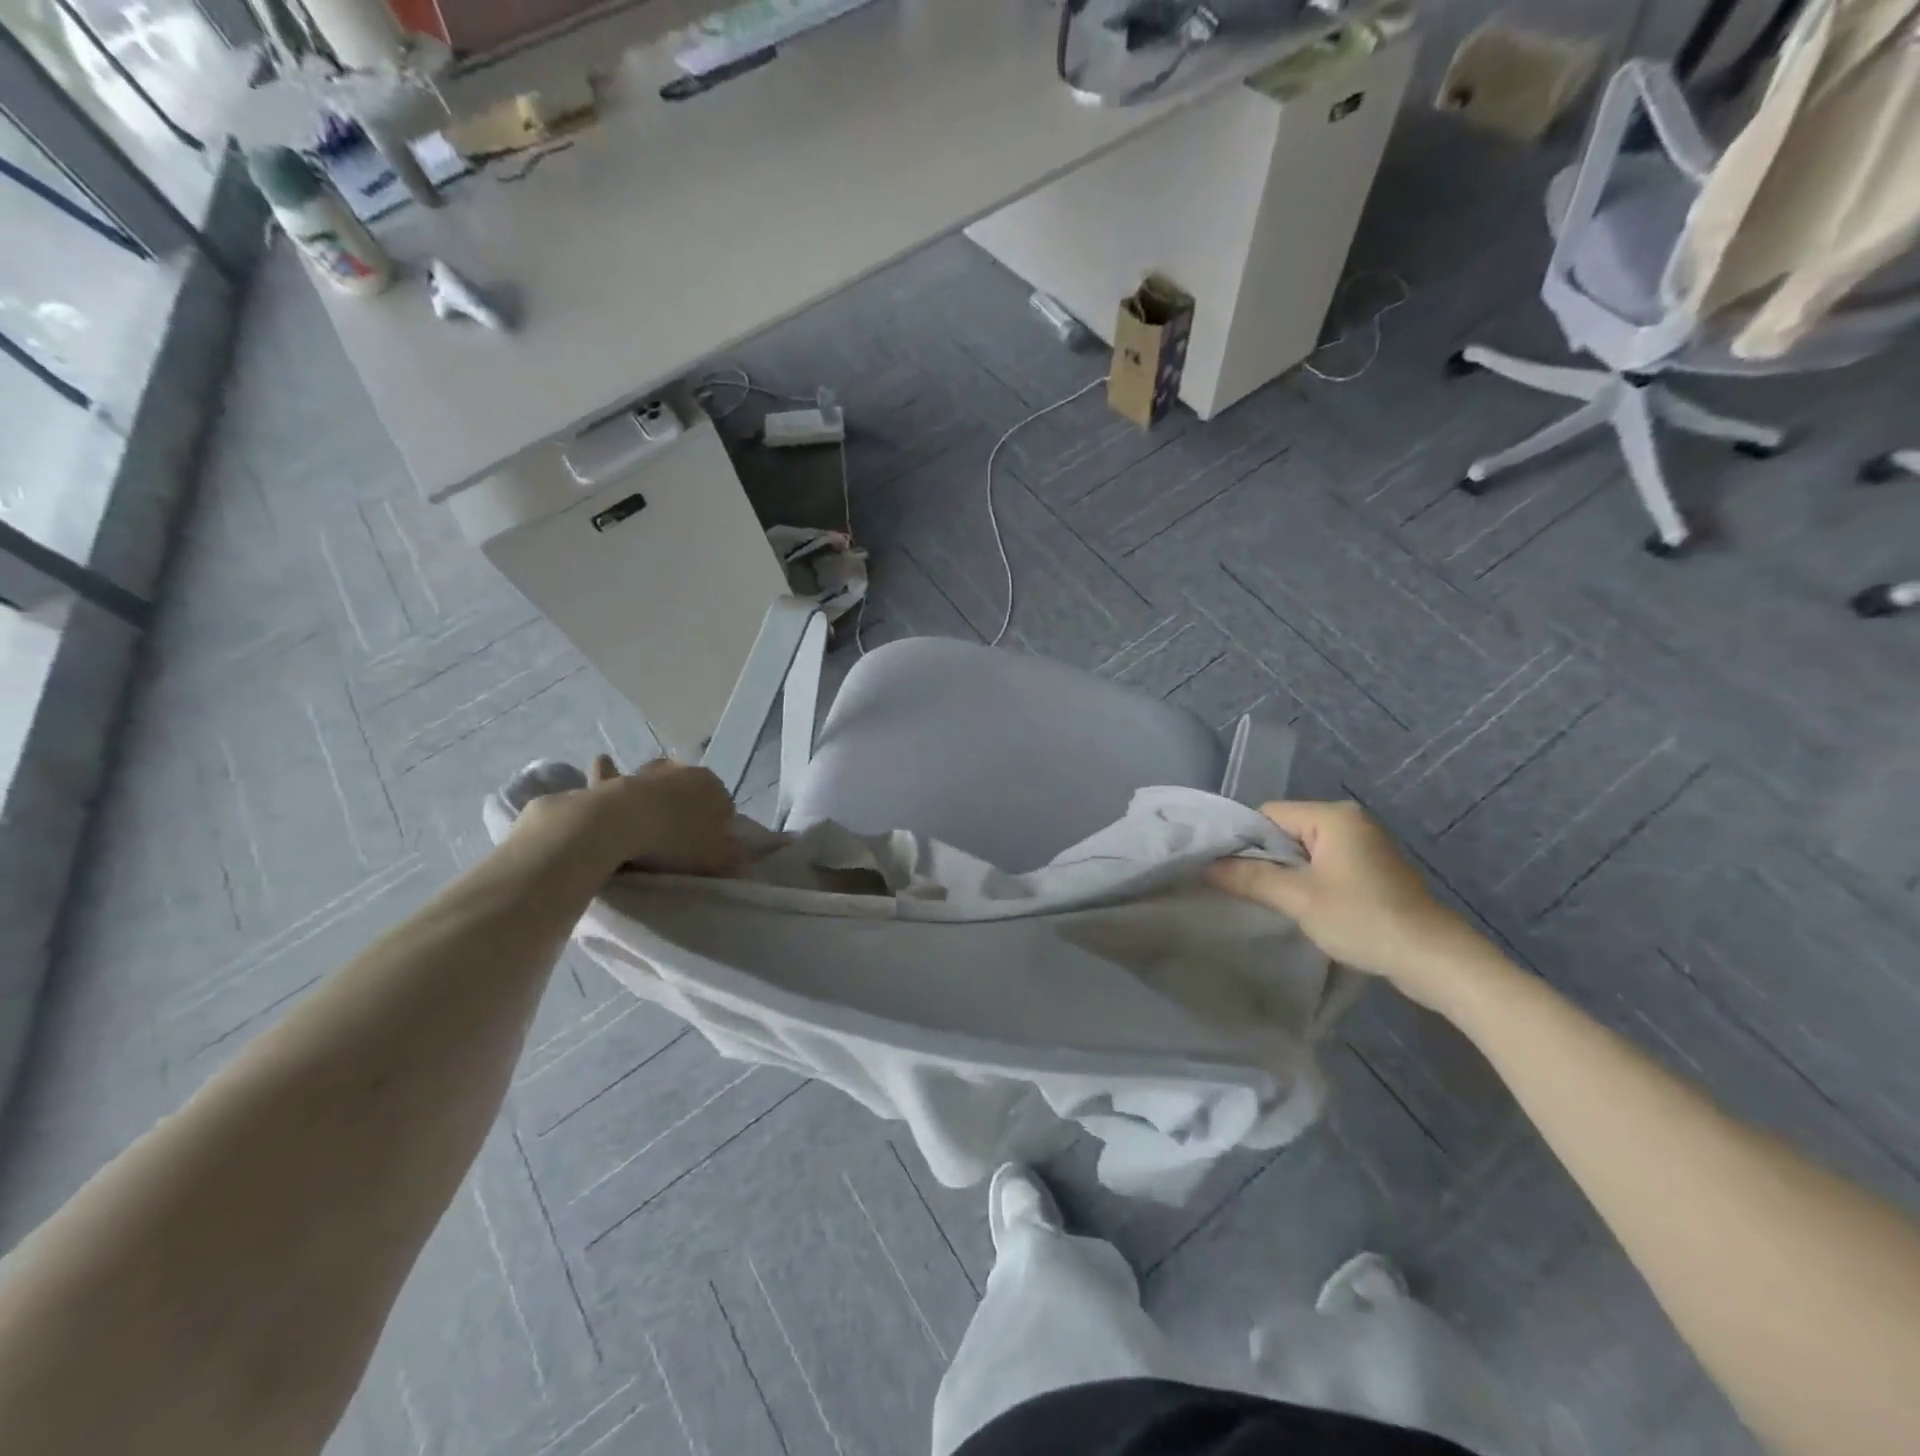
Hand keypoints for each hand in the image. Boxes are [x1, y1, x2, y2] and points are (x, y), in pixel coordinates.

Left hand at [513, 756, 740, 879]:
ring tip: (650, 818)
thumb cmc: (675, 841)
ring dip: (655, 792)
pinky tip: (604, 766)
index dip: (719, 829)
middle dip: (688, 808)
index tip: (709, 850)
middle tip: (680, 839)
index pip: (725, 806)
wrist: (619, 825)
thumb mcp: (716, 858)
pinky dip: (608, 772)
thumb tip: (744, 863)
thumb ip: (734, 859)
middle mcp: (683, 771)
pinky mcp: (613, 781)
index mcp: (713, 786)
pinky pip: (611, 776)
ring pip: (657, 781)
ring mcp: (647, 773)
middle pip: (690, 791)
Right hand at [1206, 800, 1491, 1007]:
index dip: (1244, 840)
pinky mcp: (1373, 871)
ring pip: (1305, 851)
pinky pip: (1325, 865)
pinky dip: (1309, 882)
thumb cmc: (1364, 919)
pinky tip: (1303, 907)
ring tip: (1271, 901)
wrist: (1435, 960)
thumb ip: (1250, 878)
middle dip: (1265, 859)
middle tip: (1245, 890)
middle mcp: (1350, 821)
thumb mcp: (1299, 898)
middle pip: (1286, 831)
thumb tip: (1206, 867)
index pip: (1269, 814)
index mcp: (1333, 816)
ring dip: (1287, 874)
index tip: (1229, 872)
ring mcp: (1365, 845)